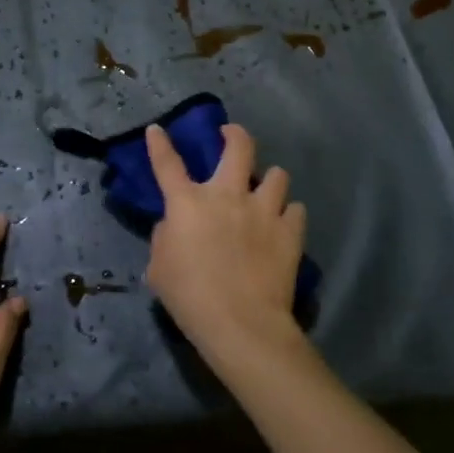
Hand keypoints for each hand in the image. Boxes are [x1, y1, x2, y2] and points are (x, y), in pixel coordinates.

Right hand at [143, 124, 309, 377]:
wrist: (240, 323)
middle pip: (238, 147)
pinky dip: (289, 214)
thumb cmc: (190, 298)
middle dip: (235, 134)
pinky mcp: (290, 230)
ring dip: (270, 181)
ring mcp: (263, 210)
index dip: (160, 144)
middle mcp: (227, 195)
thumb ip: (165, 238)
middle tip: (231, 136)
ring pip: (277, 174)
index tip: (157, 129)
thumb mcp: (159, 269)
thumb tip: (175, 226)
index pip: (167, 164)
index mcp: (188, 204)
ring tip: (267, 192)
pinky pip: (296, 209)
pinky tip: (284, 225)